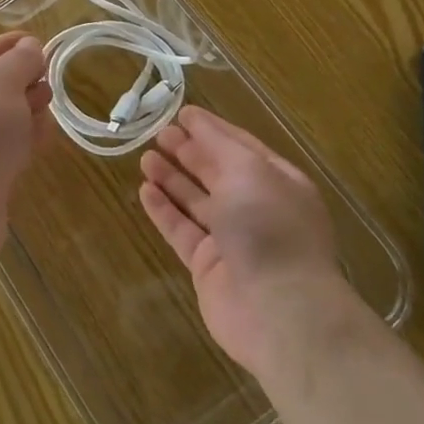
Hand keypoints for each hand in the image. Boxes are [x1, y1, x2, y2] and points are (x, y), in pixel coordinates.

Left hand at [0, 32, 50, 264]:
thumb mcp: (1, 83)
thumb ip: (20, 61)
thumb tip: (30, 48)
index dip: (12, 44)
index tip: (44, 43)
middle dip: (23, 80)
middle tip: (50, 81)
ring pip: (2, 117)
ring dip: (27, 111)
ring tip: (48, 112)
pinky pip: (4, 147)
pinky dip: (23, 141)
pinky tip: (42, 141)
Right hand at [137, 106, 350, 373]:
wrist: (279, 309)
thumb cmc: (269, 226)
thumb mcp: (249, 169)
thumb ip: (218, 142)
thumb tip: (195, 120)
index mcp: (278, 183)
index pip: (241, 146)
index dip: (212, 129)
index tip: (182, 113)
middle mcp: (258, 209)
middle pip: (217, 173)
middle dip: (189, 152)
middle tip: (158, 133)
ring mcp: (233, 240)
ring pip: (197, 202)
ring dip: (172, 178)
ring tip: (145, 157)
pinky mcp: (209, 267)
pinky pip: (182, 231)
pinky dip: (164, 210)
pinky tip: (145, 191)